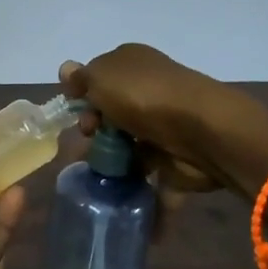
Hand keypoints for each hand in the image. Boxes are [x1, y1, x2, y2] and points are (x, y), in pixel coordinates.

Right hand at [60, 43, 267, 233]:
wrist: (202, 132)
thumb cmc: (144, 97)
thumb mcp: (102, 78)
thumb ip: (82, 78)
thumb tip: (66, 69)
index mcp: (132, 64)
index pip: (99, 78)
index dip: (82, 95)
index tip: (75, 111)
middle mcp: (148, 91)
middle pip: (110, 114)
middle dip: (94, 130)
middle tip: (90, 139)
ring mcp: (161, 127)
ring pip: (126, 146)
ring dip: (110, 163)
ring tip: (96, 176)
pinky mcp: (173, 160)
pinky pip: (150, 178)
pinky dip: (137, 193)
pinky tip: (119, 204)